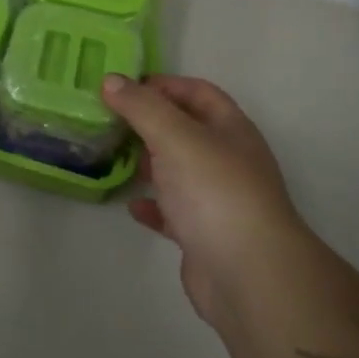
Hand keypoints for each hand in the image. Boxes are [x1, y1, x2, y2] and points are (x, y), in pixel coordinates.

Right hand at [101, 74, 308, 327]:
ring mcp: (218, 199)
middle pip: (186, 130)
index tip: (123, 87)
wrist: (249, 276)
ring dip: (147, 162)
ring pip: (178, 170)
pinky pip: (173, 211)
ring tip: (112, 156)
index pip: (198, 92)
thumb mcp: (175, 137)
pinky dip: (153, 205)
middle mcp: (228, 160)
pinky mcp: (205, 235)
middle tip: (109, 120)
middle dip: (149, 122)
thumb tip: (111, 80)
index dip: (163, 85)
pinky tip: (132, 204)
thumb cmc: (215, 192)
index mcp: (230, 129)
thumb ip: (141, 107)